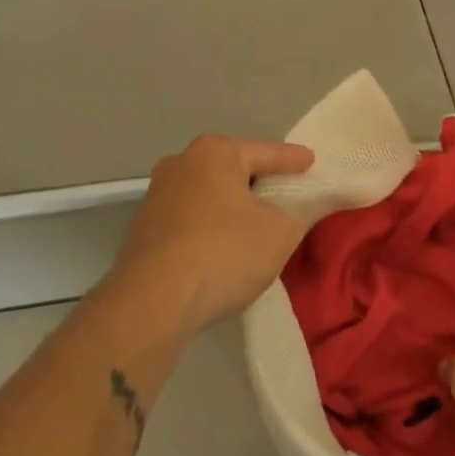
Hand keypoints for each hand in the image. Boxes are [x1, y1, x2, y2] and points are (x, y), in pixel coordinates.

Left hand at [109, 134, 314, 339]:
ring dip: (231, 208)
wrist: (152, 303)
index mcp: (216, 152)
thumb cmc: (225, 253)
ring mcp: (156, 197)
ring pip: (208, 196)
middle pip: (233, 170)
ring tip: (255, 226)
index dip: (294, 160)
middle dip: (259, 182)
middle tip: (285, 195)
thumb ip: (300, 213)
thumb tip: (299, 208)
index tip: (311, 162)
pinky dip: (210, 229)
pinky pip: (190, 221)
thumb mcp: (282, 232)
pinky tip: (222, 250)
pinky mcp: (142, 230)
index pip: (268, 152)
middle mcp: (181, 163)